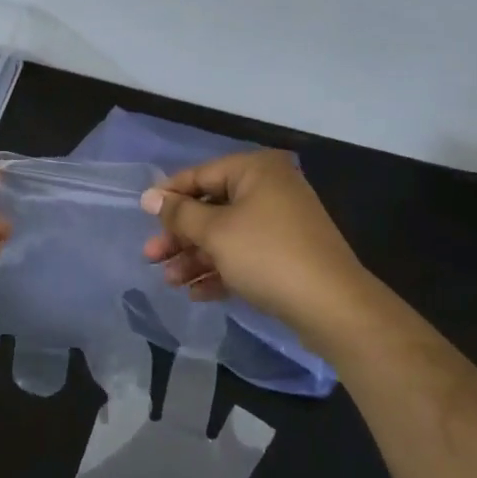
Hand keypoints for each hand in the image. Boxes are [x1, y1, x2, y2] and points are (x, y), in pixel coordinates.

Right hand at [141, 151, 373, 346]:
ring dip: (196, 258)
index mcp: (256, 170)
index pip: (200, 175)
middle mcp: (270, 189)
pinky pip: (244, 256)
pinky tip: (197, 293)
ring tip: (170, 282)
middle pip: (211, 207)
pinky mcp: (287, 255)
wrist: (333, 307)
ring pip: (226, 235)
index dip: (169, 196)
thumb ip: (179, 214)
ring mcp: (281, 223)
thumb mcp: (215, 232)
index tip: (143, 217)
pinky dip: (220, 270)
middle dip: (180, 236)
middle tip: (151, 257)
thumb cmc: (267, 255)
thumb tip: (149, 197)